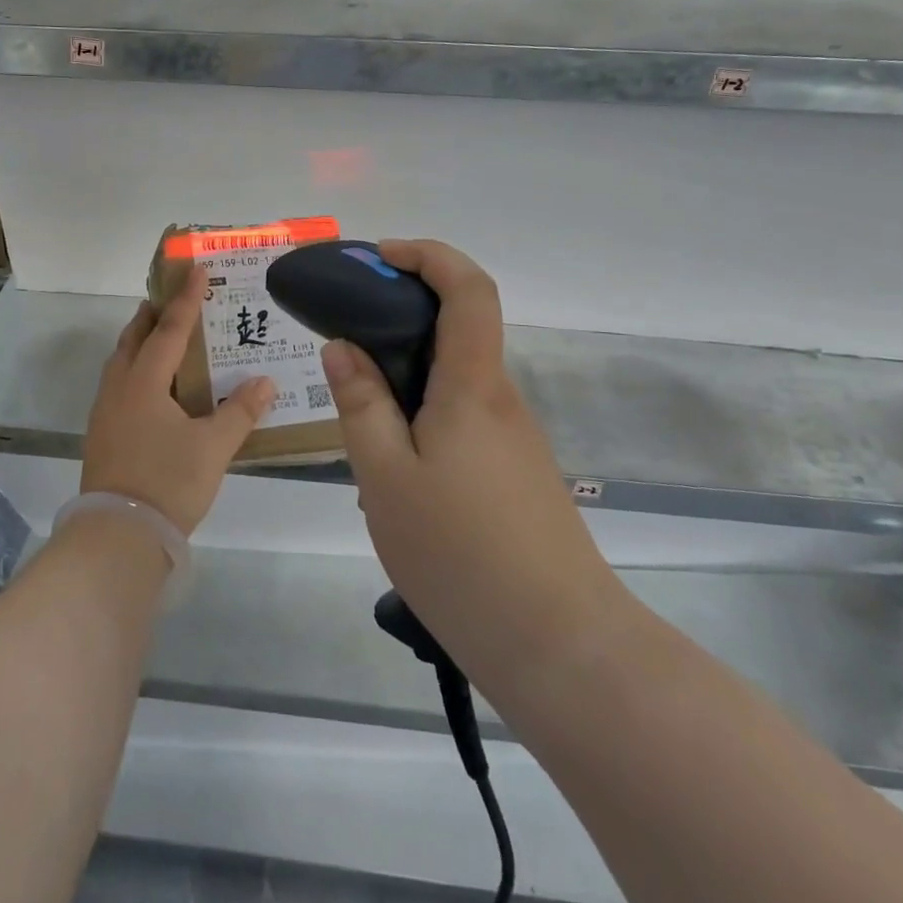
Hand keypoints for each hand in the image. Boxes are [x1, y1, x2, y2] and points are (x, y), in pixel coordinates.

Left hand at [82, 266, 274, 535]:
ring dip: (142, 340)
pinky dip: (136, 368)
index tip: (196, 269)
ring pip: (123, 360)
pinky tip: (154, 387)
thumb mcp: (213, 448)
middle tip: (175, 298)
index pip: (170, 328)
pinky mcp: (102, 433)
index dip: (186, 298)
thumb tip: (265, 381)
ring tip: (164, 336)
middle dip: (154, 313)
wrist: (118, 535)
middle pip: (135, 337)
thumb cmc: (168, 482)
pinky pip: (119, 383)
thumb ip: (240, 411)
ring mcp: (106, 411)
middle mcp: (120, 387)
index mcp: (145, 381)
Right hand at [322, 240, 623, 678]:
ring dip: (406, 377)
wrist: (559, 646)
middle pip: (458, 327)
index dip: (427, 256)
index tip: (378, 258)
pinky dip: (423, 416)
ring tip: (358, 423)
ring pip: (454, 379)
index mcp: (472, 385)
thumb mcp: (385, 477)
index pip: (468, 288)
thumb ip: (361, 404)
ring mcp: (513, 437)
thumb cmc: (461, 553)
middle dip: (401, 314)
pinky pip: (463, 418)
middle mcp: (500, 397)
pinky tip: (394, 472)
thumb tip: (343, 347)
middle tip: (345, 339)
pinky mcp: (516, 471)